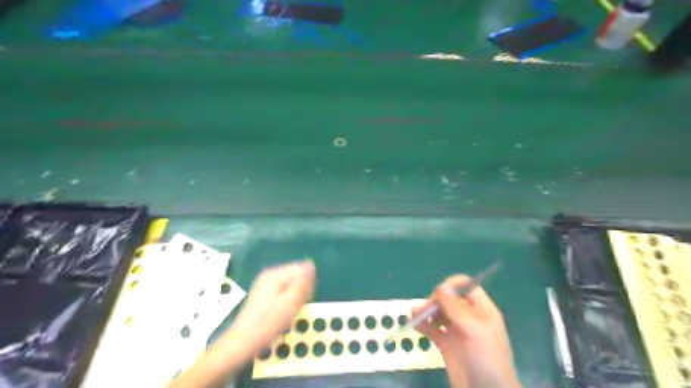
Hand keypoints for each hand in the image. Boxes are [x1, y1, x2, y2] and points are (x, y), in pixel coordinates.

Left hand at [170, 260, 314, 387]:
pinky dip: (288, 303)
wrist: (242, 343)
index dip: (308, 285)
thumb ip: (302, 283)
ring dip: (296, 299)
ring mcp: (266, 286)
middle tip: (296, 308)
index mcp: (275, 274)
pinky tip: (284, 315)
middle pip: (297, 276)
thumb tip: (311, 266)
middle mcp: (270, 276)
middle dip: (302, 292)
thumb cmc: (268, 323)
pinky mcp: (265, 296)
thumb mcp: (290, 303)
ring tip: (290, 313)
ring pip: (292, 286)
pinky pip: (284, 293)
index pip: (302, 269)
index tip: (304, 300)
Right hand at [410, 277, 517, 387]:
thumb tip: (441, 286)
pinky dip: (424, 325)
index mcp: (481, 310)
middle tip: (425, 310)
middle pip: (449, 299)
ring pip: (439, 313)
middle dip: (435, 301)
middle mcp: (469, 317)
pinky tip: (416, 326)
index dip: (451, 287)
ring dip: (427, 312)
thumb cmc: (486, 359)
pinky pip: (433, 329)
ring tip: (415, 315)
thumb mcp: (473, 331)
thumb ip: (456, 308)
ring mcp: (457, 331)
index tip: (438, 295)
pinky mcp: (447, 345)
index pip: (465, 287)